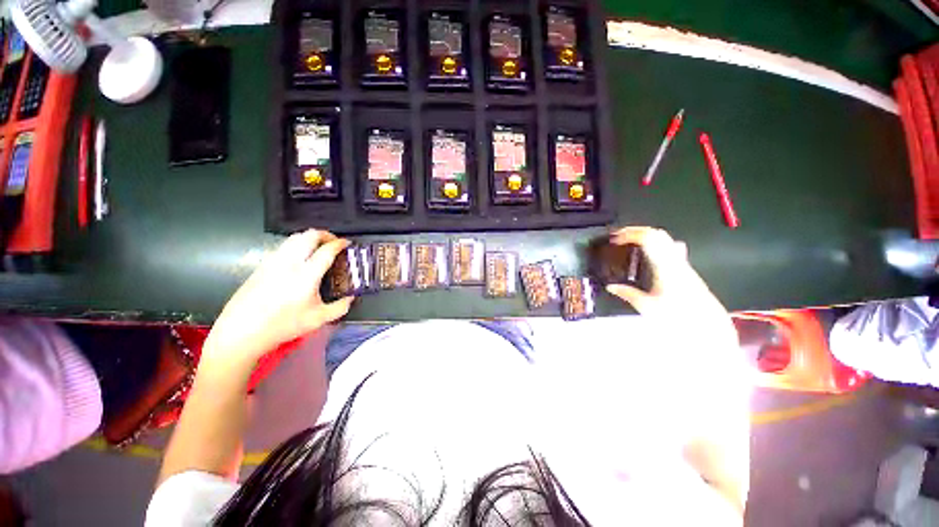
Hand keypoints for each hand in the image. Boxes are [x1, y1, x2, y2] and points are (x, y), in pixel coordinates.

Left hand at [203, 229, 353, 364]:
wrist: (241, 332)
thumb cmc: (282, 326)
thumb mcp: (318, 320)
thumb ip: (340, 307)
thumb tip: (350, 298)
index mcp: (306, 276)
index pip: (326, 250)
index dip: (339, 243)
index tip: (347, 244)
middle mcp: (289, 263)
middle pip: (309, 235)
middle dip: (325, 234)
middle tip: (333, 242)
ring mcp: (273, 262)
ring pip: (294, 237)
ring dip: (310, 237)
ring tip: (318, 247)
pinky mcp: (262, 265)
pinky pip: (283, 246)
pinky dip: (297, 245)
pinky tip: (300, 258)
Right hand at [605, 227, 736, 345]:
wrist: (710, 329)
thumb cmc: (678, 318)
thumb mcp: (647, 307)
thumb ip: (627, 294)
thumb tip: (610, 287)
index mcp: (665, 266)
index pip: (648, 238)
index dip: (629, 234)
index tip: (614, 239)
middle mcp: (676, 261)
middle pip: (657, 233)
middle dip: (635, 231)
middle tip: (619, 237)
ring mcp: (683, 264)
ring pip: (665, 239)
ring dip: (645, 236)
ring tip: (629, 242)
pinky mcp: (686, 270)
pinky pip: (669, 248)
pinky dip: (654, 244)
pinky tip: (648, 254)